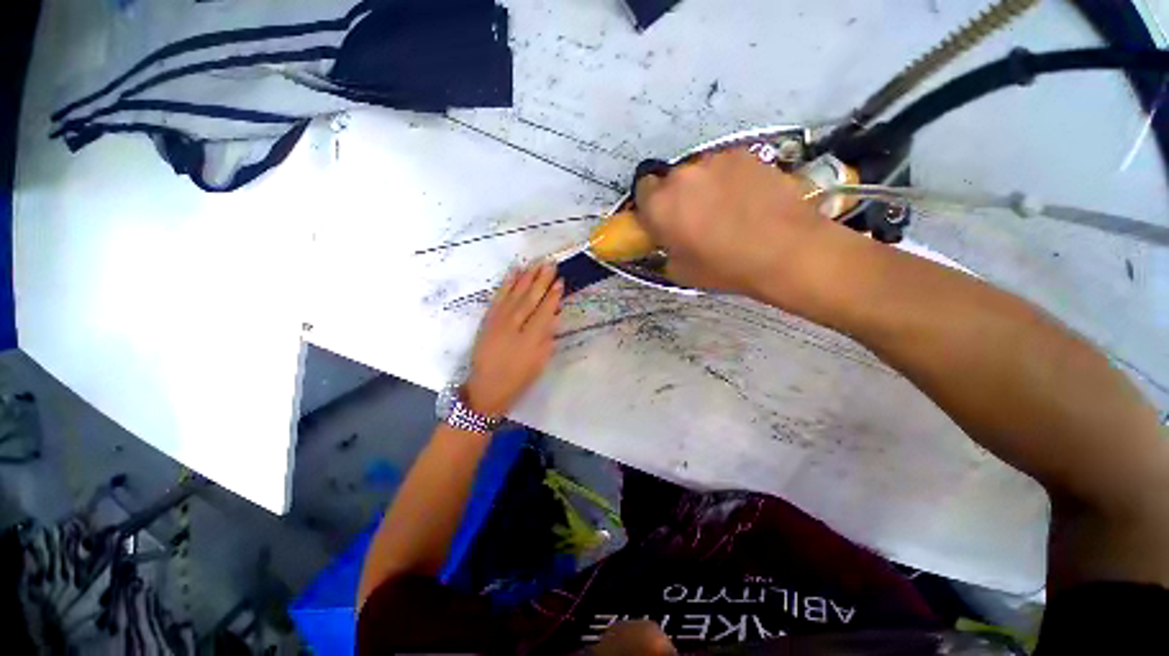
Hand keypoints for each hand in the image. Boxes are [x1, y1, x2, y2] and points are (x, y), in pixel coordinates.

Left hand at [464, 262, 562, 416]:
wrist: (486, 387)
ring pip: (514, 294)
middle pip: (530, 299)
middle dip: (542, 280)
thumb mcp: (539, 363)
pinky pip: (498, 297)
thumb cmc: (518, 378)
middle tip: (551, 264)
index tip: (560, 281)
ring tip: (536, 263)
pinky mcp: (488, 319)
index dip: (553, 296)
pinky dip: (506, 284)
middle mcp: (513, 327)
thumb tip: (554, 315)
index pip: (544, 312)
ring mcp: (498, 321)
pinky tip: (514, 273)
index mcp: (530, 340)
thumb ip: (547, 338)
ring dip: (526, 277)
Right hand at [633, 149, 830, 301]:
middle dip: (678, 196)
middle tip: (696, 218)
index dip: (652, 206)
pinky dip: (730, 179)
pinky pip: (725, 166)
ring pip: (699, 172)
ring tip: (727, 208)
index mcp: (660, 205)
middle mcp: (682, 176)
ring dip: (704, 186)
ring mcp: (715, 160)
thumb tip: (669, 240)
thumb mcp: (681, 271)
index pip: (642, 191)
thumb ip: (666, 249)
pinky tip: (748, 198)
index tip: (663, 219)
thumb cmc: (725, 268)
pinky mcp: (744, 153)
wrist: (785, 251)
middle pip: (671, 181)